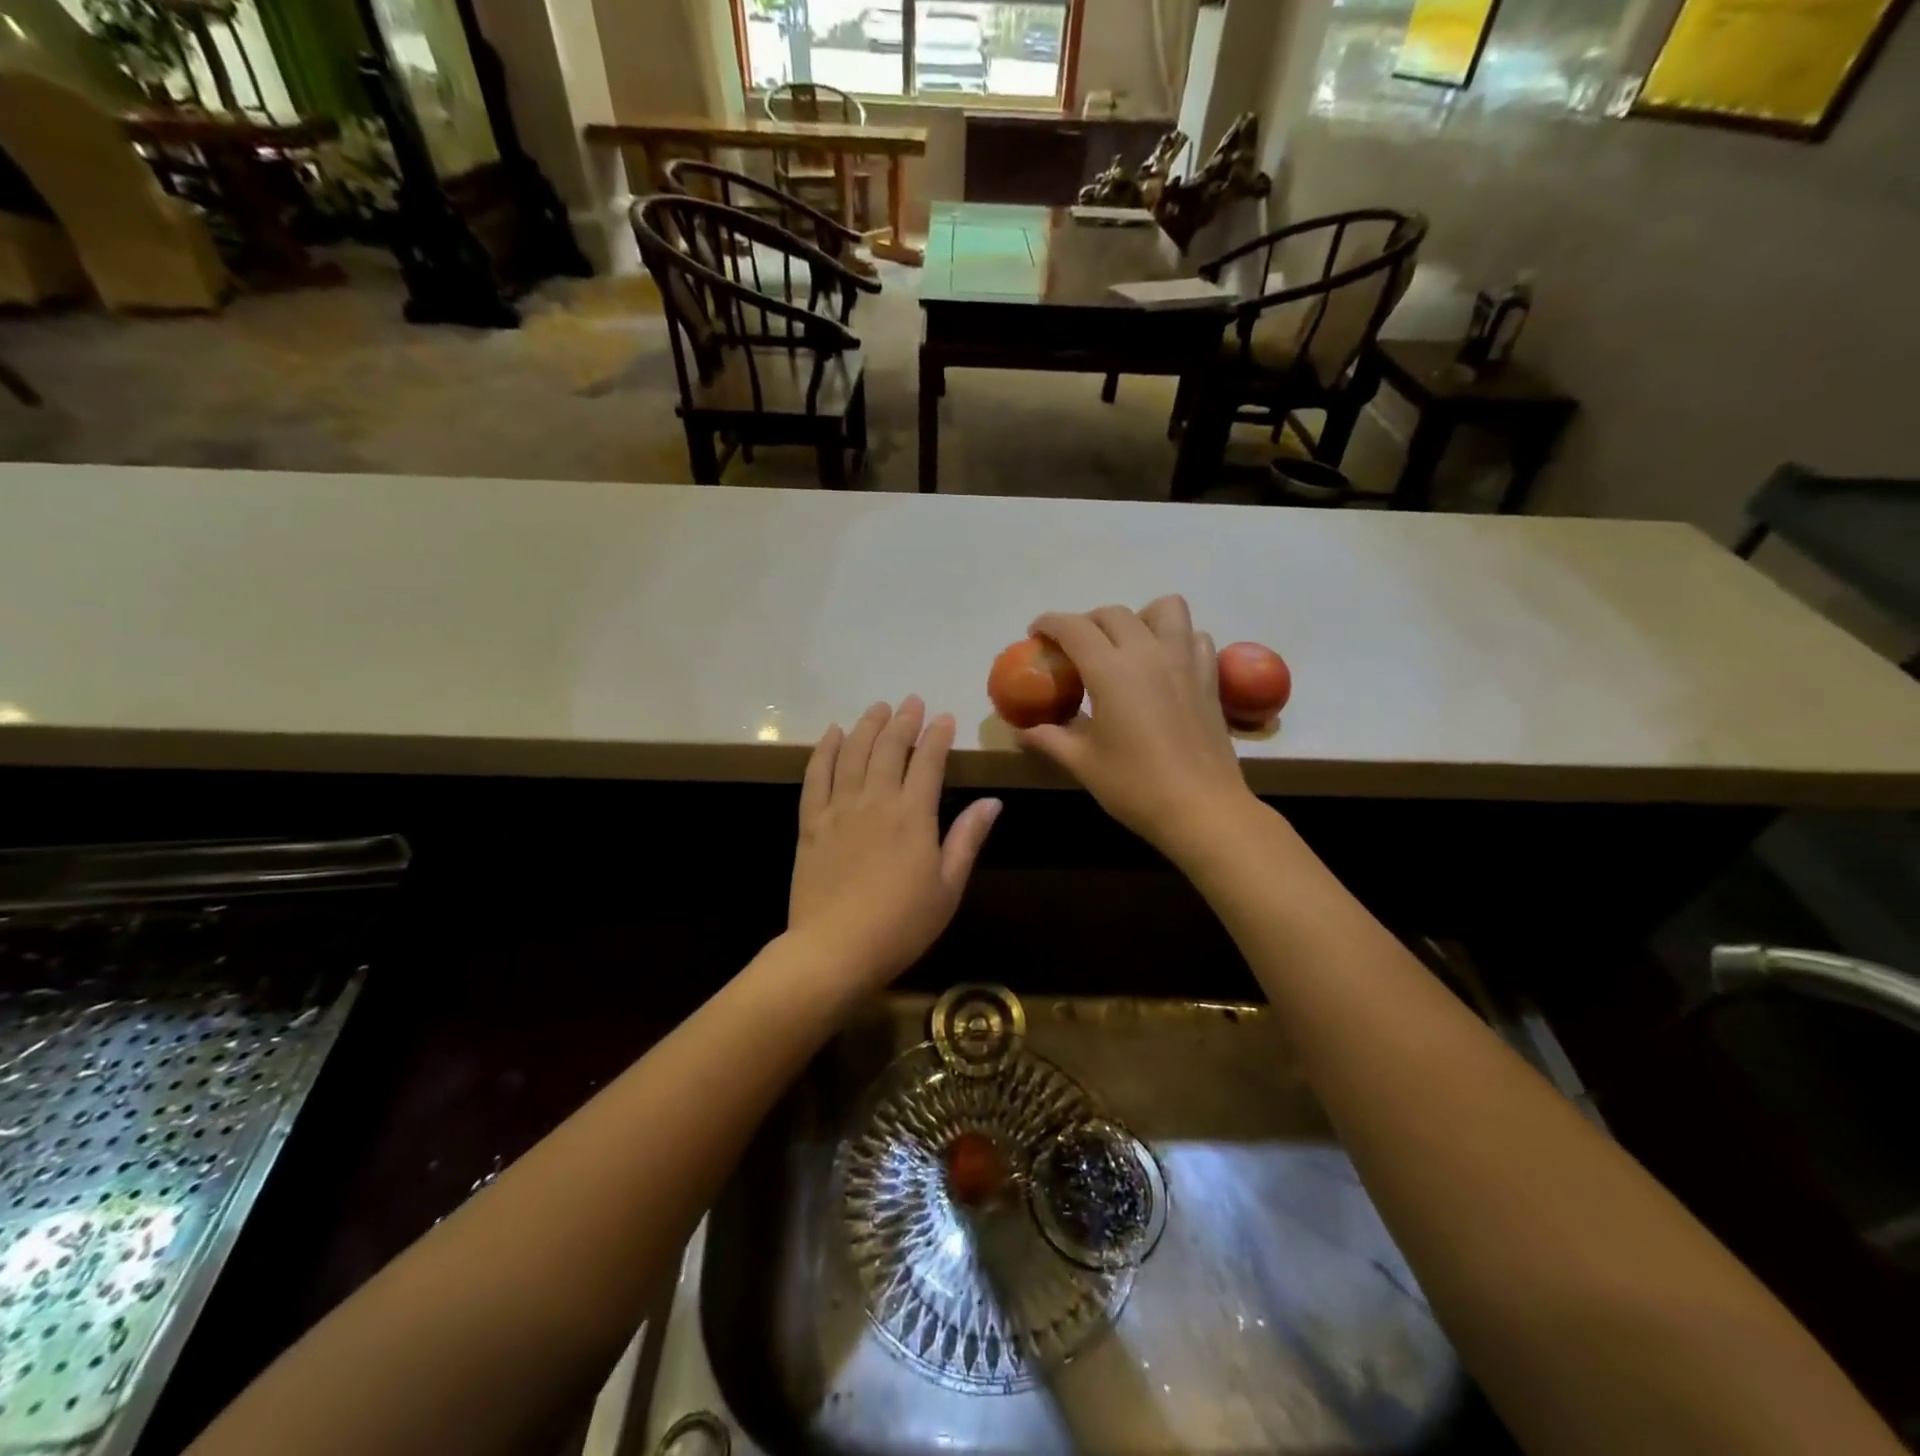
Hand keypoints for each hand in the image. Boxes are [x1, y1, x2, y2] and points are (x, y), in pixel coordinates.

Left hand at [790, 697, 1000, 987]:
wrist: (835, 949)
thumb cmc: (901, 924)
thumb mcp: (948, 887)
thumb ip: (967, 839)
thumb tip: (992, 802)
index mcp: (914, 815)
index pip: (929, 762)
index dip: (938, 736)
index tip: (945, 718)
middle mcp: (876, 801)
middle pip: (890, 748)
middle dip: (904, 720)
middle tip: (911, 702)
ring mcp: (839, 808)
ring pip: (853, 753)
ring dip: (867, 726)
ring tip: (877, 707)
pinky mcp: (811, 822)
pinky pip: (816, 775)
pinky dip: (825, 750)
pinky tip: (833, 733)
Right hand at [1020, 596, 1253, 856]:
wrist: (1202, 809)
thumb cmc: (1135, 786)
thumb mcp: (1083, 763)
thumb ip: (1049, 739)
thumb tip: (1021, 731)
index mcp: (1111, 670)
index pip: (1074, 627)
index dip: (1049, 623)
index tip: (1035, 633)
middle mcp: (1149, 653)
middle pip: (1113, 614)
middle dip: (1086, 622)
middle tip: (1073, 648)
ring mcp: (1185, 662)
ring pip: (1165, 609)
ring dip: (1139, 617)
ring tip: (1125, 645)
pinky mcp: (1209, 678)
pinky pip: (1194, 637)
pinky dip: (1176, 639)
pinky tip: (1164, 666)